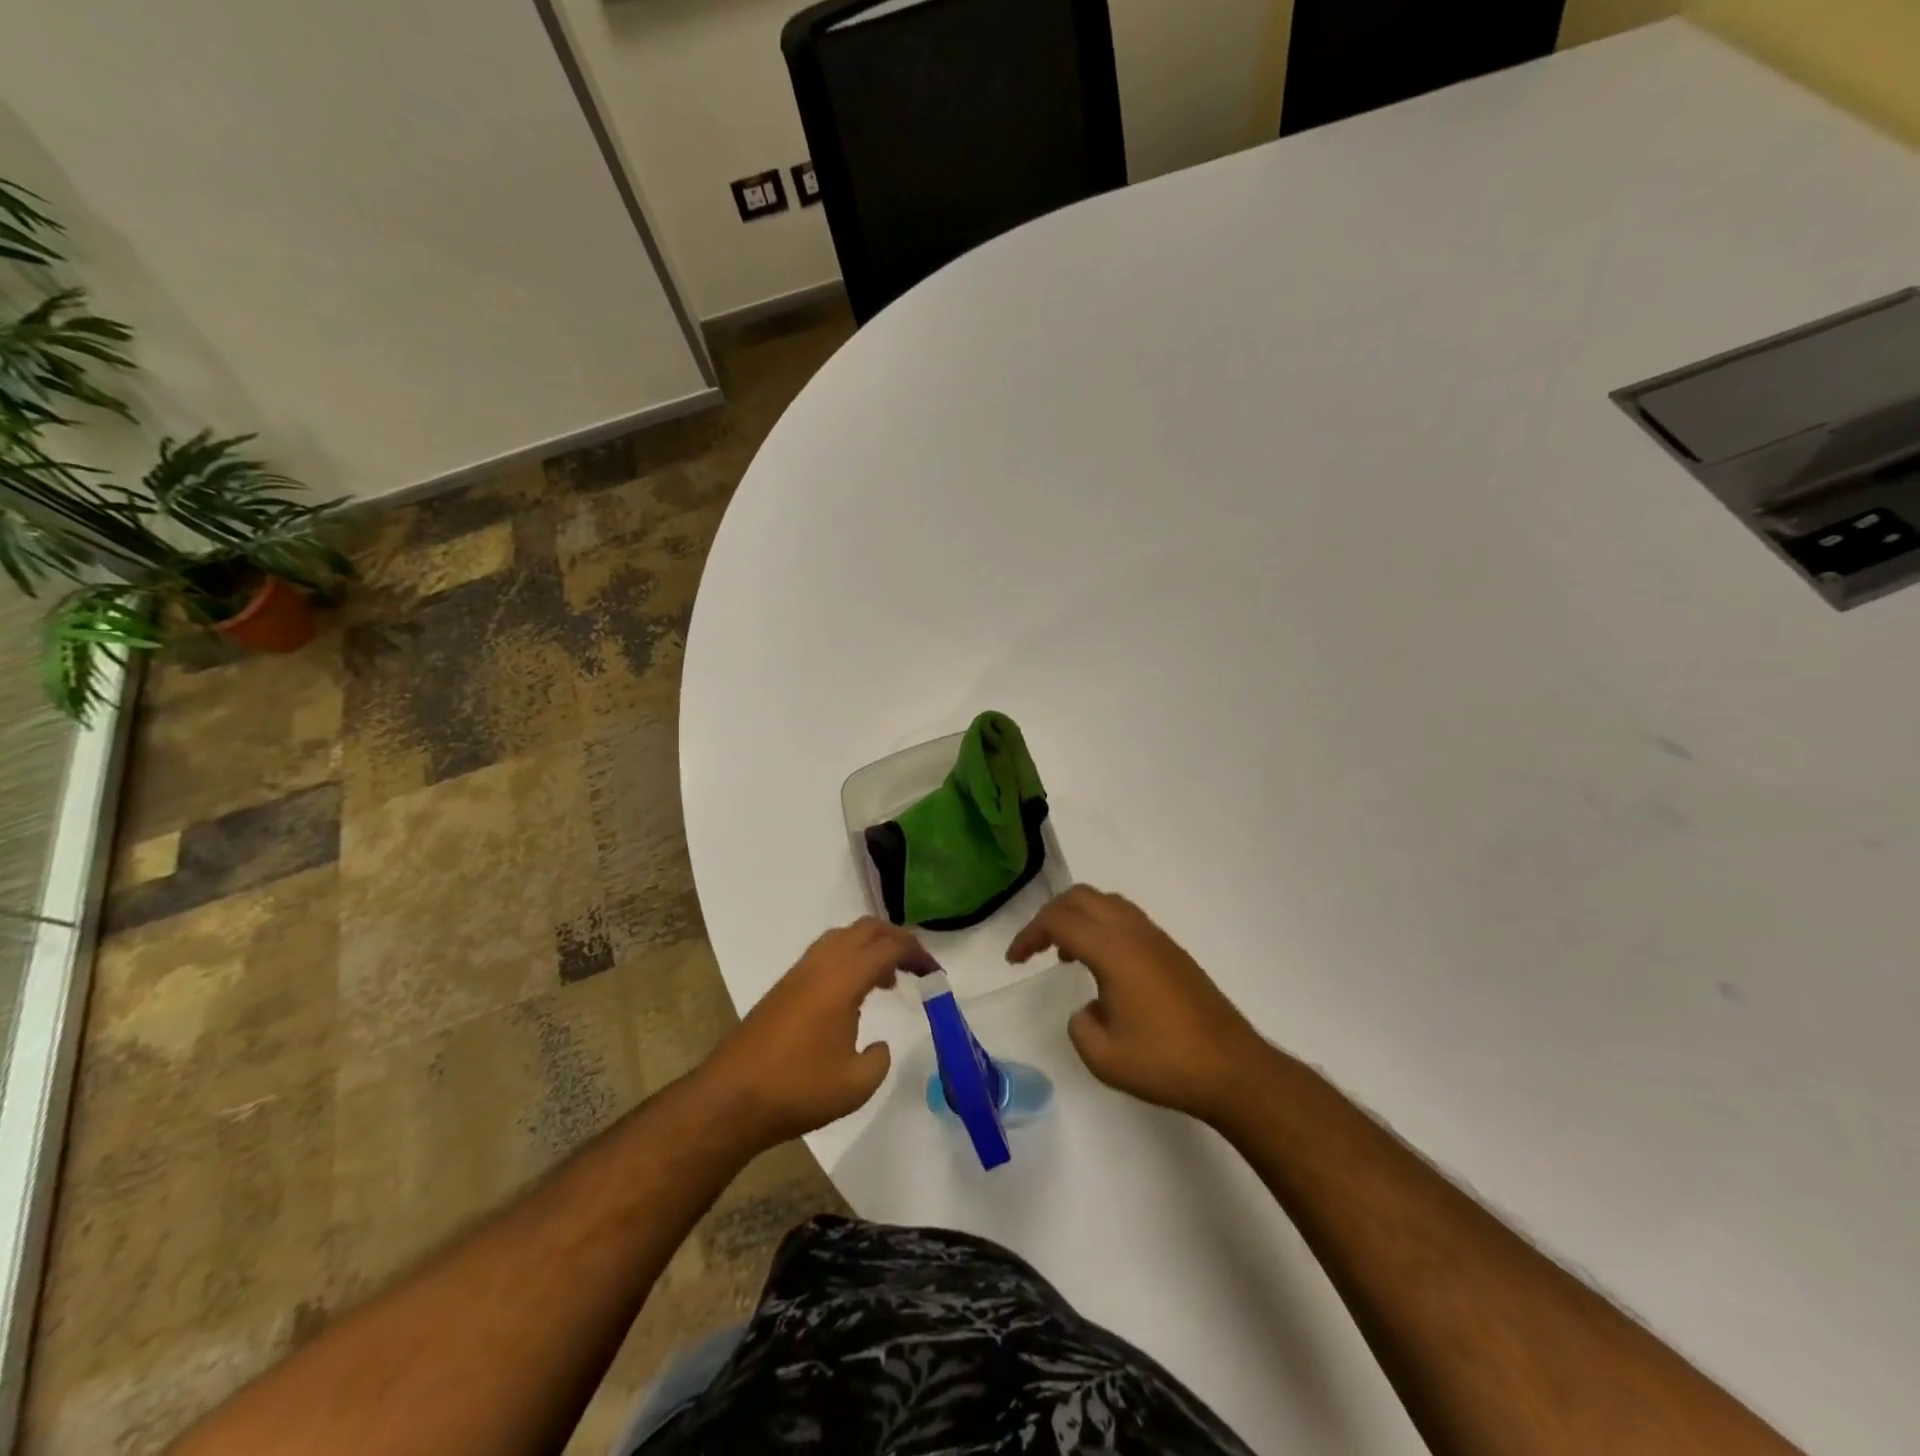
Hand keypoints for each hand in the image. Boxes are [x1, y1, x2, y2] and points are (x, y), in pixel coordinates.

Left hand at [701, 918, 933, 1148]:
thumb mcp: (856, 1085)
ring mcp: (799, 972)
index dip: (918, 955)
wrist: (732, 1098)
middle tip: (917, 965)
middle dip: (896, 939)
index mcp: (843, 979)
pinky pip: (826, 953)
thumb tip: (878, 1044)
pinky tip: (853, 992)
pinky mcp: (785, 986)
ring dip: (870, 946)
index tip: (936, 974)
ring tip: (887, 978)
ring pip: (843, 936)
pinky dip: (849, 958)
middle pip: (866, 929)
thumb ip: (879, 1059)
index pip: (889, 948)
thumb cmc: (798, 1089)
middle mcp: (822, 964)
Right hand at [1008, 886, 1270, 1122]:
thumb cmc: (1165, 1063)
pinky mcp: (1172, 951)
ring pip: (1106, 903)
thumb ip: (1080, 1025)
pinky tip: (1102, 966)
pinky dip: (1101, 927)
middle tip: (1034, 948)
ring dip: (1078, 918)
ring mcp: (1157, 938)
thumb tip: (1089, 1009)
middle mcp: (1134, 932)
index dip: (1029, 934)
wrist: (1233, 1069)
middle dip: (1050, 916)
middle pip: (1081, 897)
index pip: (1060, 921)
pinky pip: (1126, 919)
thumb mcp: (1103, 1057)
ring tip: (1065, 955)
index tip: (1014, 960)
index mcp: (1113, 950)